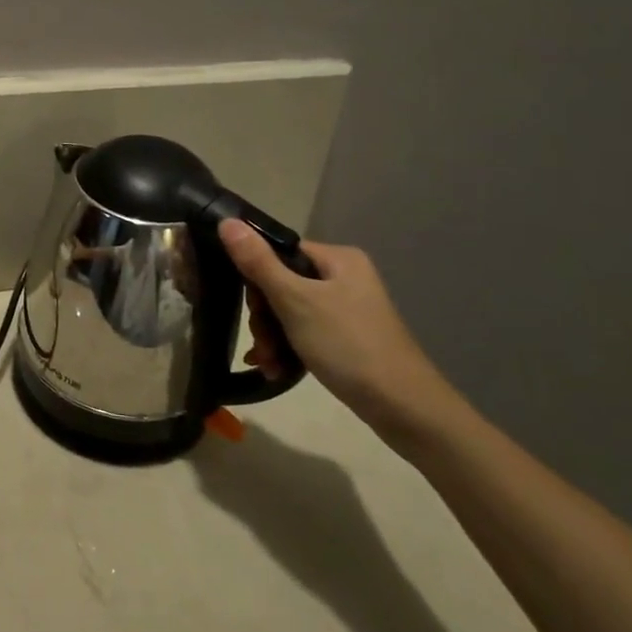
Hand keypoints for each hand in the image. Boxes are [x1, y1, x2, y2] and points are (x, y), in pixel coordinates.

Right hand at [218, 221, 459, 438]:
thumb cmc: (349, 346)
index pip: (279, 252)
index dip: (257, 277)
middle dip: (264, 317)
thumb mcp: (295, 302)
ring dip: (272, 338)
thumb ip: (258, 262)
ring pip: (290, 312)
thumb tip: (226, 221)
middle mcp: (344, 278)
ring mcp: (347, 310)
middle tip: (262, 344)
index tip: (252, 308)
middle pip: (282, 284)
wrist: (405, 409)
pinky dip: (287, 349)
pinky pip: (304, 333)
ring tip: (268, 363)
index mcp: (337, 259)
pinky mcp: (347, 339)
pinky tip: (274, 369)